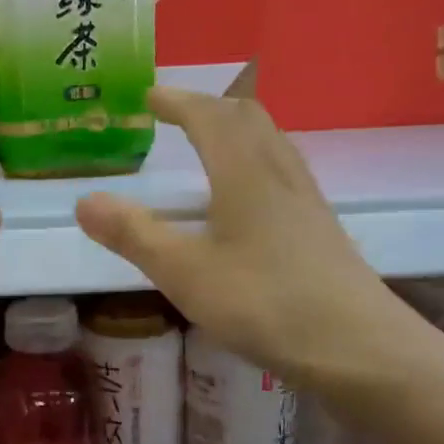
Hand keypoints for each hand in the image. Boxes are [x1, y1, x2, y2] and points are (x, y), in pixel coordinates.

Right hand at [74, 89, 414, 392]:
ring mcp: (307, 200)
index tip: (149, 95)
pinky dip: (255, 160)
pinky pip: (283, 170)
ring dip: (237, 129)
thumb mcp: (184, 272)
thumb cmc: (264, 303)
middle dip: (209, 107)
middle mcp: (280, 174)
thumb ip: (133, 234)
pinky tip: (249, 197)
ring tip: (210, 143)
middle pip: (248, 118)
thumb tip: (84, 200)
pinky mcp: (320, 228)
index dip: (178, 101)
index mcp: (244, 172)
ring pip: (271, 142)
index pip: (209, 117)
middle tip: (177, 112)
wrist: (358, 348)